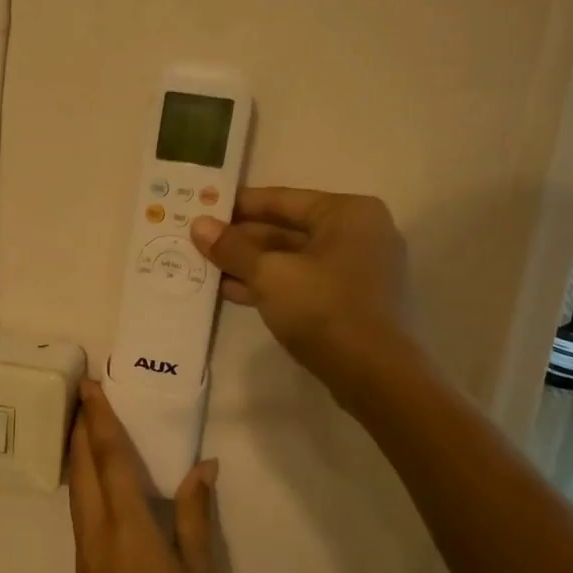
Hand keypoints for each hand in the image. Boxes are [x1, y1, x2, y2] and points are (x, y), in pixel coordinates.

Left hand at [68, 381, 218, 572]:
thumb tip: (204, 466)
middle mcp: (96, 533)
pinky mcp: (83, 567)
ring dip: (77, 452)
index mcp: (127, 529)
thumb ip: (195, 515)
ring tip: (85, 422)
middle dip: (80, 427)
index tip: (89, 386)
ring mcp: (84, 552)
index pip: (108, 460)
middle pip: (82, 468)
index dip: (98, 420)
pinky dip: (83, 479)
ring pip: (75, 488)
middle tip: (84, 392)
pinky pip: (79, 509)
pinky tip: (95, 475)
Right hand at [189, 186, 411, 405]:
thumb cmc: (323, 308)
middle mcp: (359, 233)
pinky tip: (232, 291)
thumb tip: (198, 225)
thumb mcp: (269, 274)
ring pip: (293, 259)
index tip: (203, 207)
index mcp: (348, 213)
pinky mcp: (352, 302)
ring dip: (251, 264)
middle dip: (242, 238)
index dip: (238, 205)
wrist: (374, 374)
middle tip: (199, 241)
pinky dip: (271, 285)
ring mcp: (359, 270)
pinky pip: (304, 282)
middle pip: (288, 229)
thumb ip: (232, 248)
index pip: (282, 199)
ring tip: (206, 267)